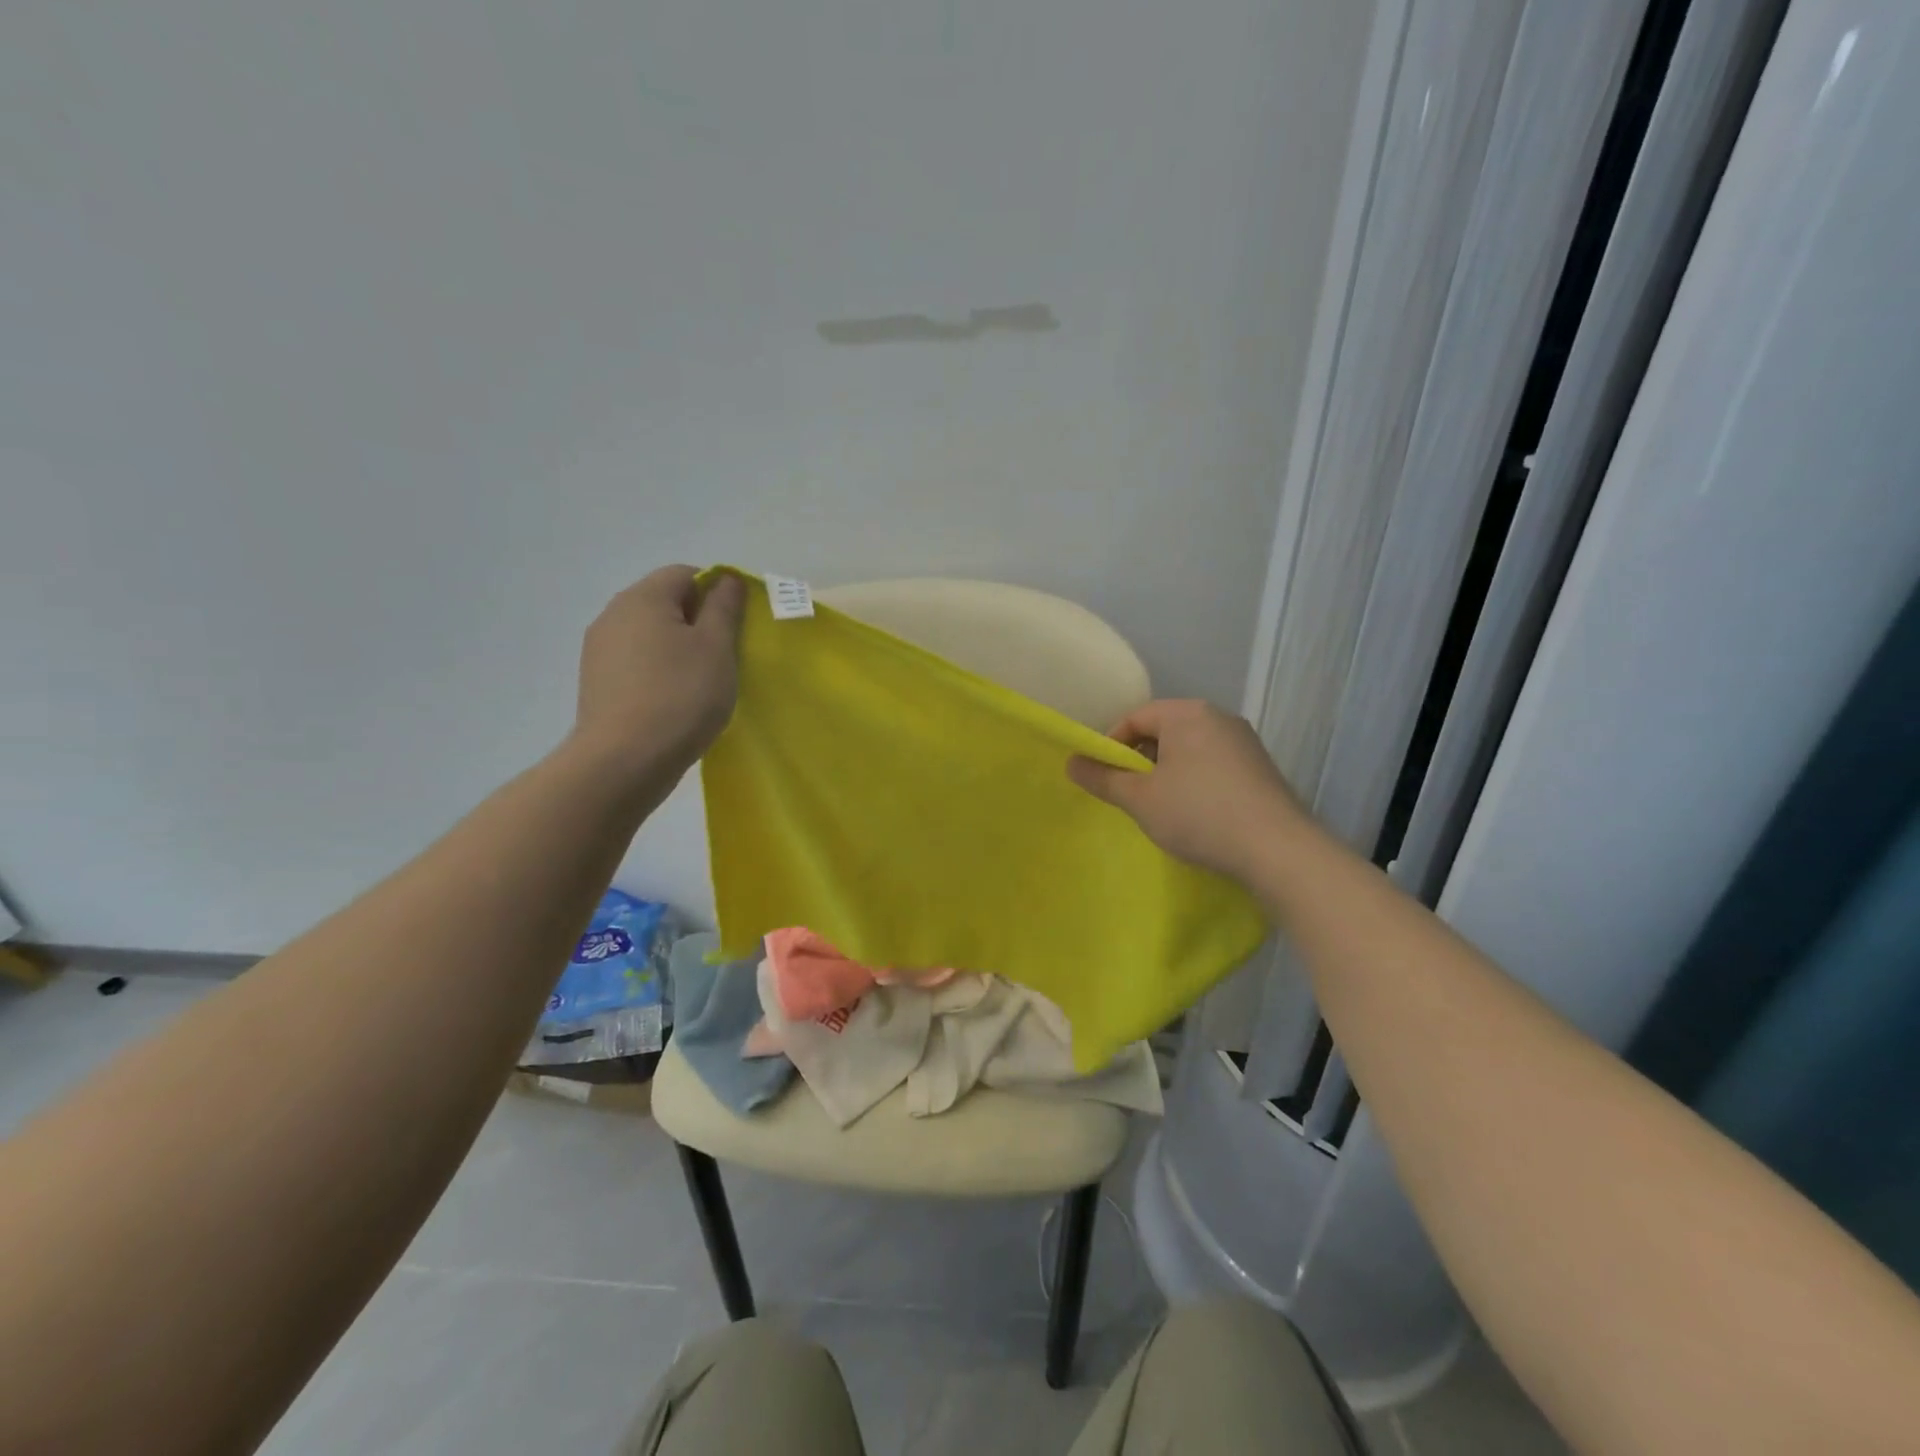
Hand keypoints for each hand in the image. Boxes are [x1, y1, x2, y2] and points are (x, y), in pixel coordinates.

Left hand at [573, 566, 744, 777]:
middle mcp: (614, 614)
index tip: (735, 628)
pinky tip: (674, 702)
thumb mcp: (717, 647)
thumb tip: (726, 579)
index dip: (717, 592)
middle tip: (724, 657)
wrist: (624, 761)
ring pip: (650, 634)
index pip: (686, 574)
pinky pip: (636, 662)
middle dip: (698, 622)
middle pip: (665, 602)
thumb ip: (724, 607)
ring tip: (701, 684)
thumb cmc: (681, 696)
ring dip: (678, 649)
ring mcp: (599, 650)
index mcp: (643, 598)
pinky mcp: (596, 682)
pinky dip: (659, 672)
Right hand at [1067, 699, 1312, 882]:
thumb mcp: (1139, 799)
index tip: (1104, 777)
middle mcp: (1218, 717)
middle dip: (1140, 761)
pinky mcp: (1260, 767)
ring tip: (1160, 808)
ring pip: (1189, 749)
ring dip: (1167, 773)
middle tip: (1129, 795)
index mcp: (1187, 713)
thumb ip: (1103, 778)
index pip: (1135, 717)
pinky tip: (1195, 814)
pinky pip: (1213, 764)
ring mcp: (1244, 742)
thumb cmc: (1198, 813)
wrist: (1277, 849)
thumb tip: (1071, 763)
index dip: (1111, 745)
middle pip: (1163, 731)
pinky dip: (1194, 782)